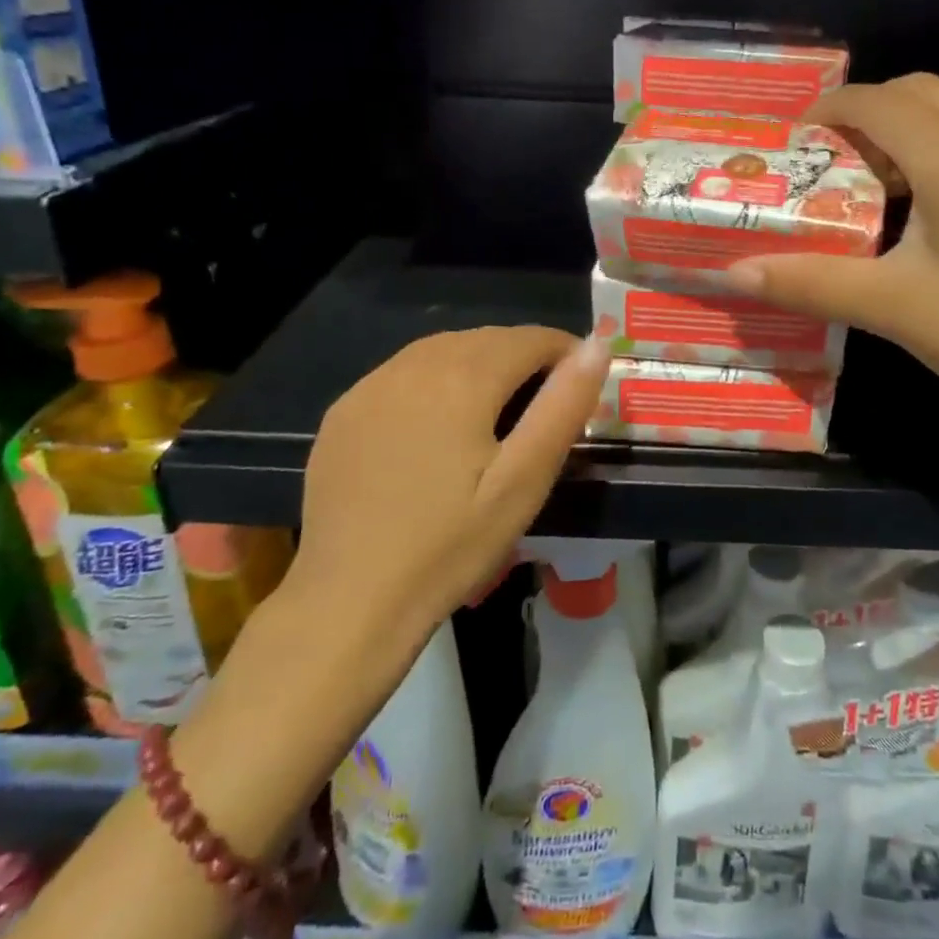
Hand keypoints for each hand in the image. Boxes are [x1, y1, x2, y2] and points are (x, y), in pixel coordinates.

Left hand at [280, 327, 609, 644]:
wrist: (349, 600)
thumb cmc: (450, 544)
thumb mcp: (523, 481)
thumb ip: (562, 407)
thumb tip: (596, 346)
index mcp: (464, 377)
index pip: (529, 339)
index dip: (564, 351)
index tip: (579, 383)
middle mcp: (414, 365)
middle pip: (485, 339)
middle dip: (522, 356)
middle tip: (543, 400)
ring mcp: (370, 386)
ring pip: (440, 350)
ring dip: (477, 362)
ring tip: (496, 406)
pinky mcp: (343, 412)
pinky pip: (401, 374)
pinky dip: (431, 380)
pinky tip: (435, 422)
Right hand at [727, 73, 938, 450]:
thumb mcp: (891, 307)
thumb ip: (809, 281)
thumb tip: (732, 272)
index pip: (874, 102)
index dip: (823, 113)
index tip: (787, 147)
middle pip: (914, 92)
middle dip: (861, 114)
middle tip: (824, 163)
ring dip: (900, 129)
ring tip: (864, 181)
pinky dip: (933, 146)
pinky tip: (918, 207)